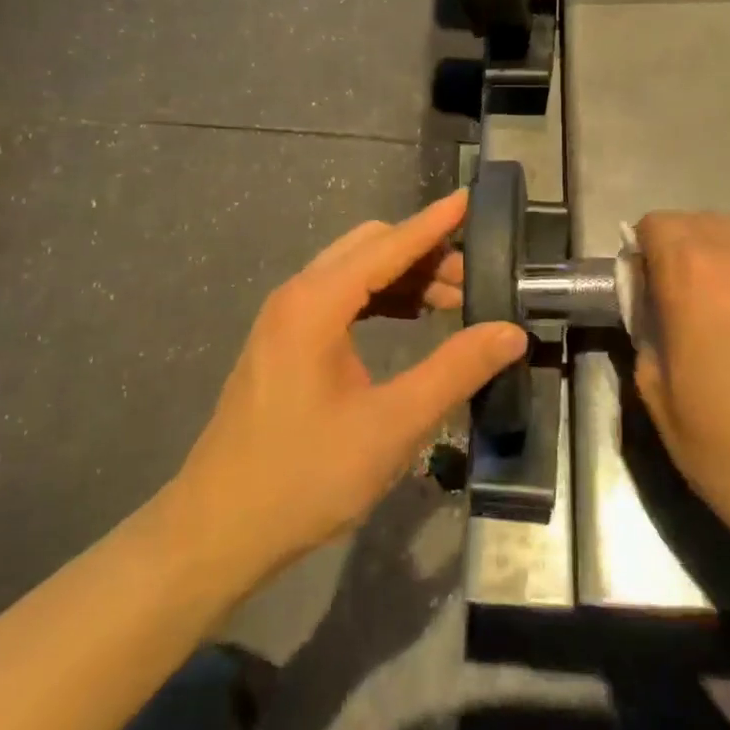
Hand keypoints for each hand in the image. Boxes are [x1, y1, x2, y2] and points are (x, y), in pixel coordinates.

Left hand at [174, 190, 528, 584]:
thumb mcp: (392, 425)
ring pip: (353, 272)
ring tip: (453, 301)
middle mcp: (296, 296)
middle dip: (423, 252)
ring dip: (402, 276)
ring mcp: (284, 320)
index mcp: (316, 304)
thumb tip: (510, 332)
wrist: (218, 530)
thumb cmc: (306, 476)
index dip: (434, 223)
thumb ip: (455, 370)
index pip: (388, 245)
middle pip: (369, 248)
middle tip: (474, 279)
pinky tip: (409, 320)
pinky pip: (339, 299)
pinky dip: (380, 299)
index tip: (471, 198)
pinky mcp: (283, 344)